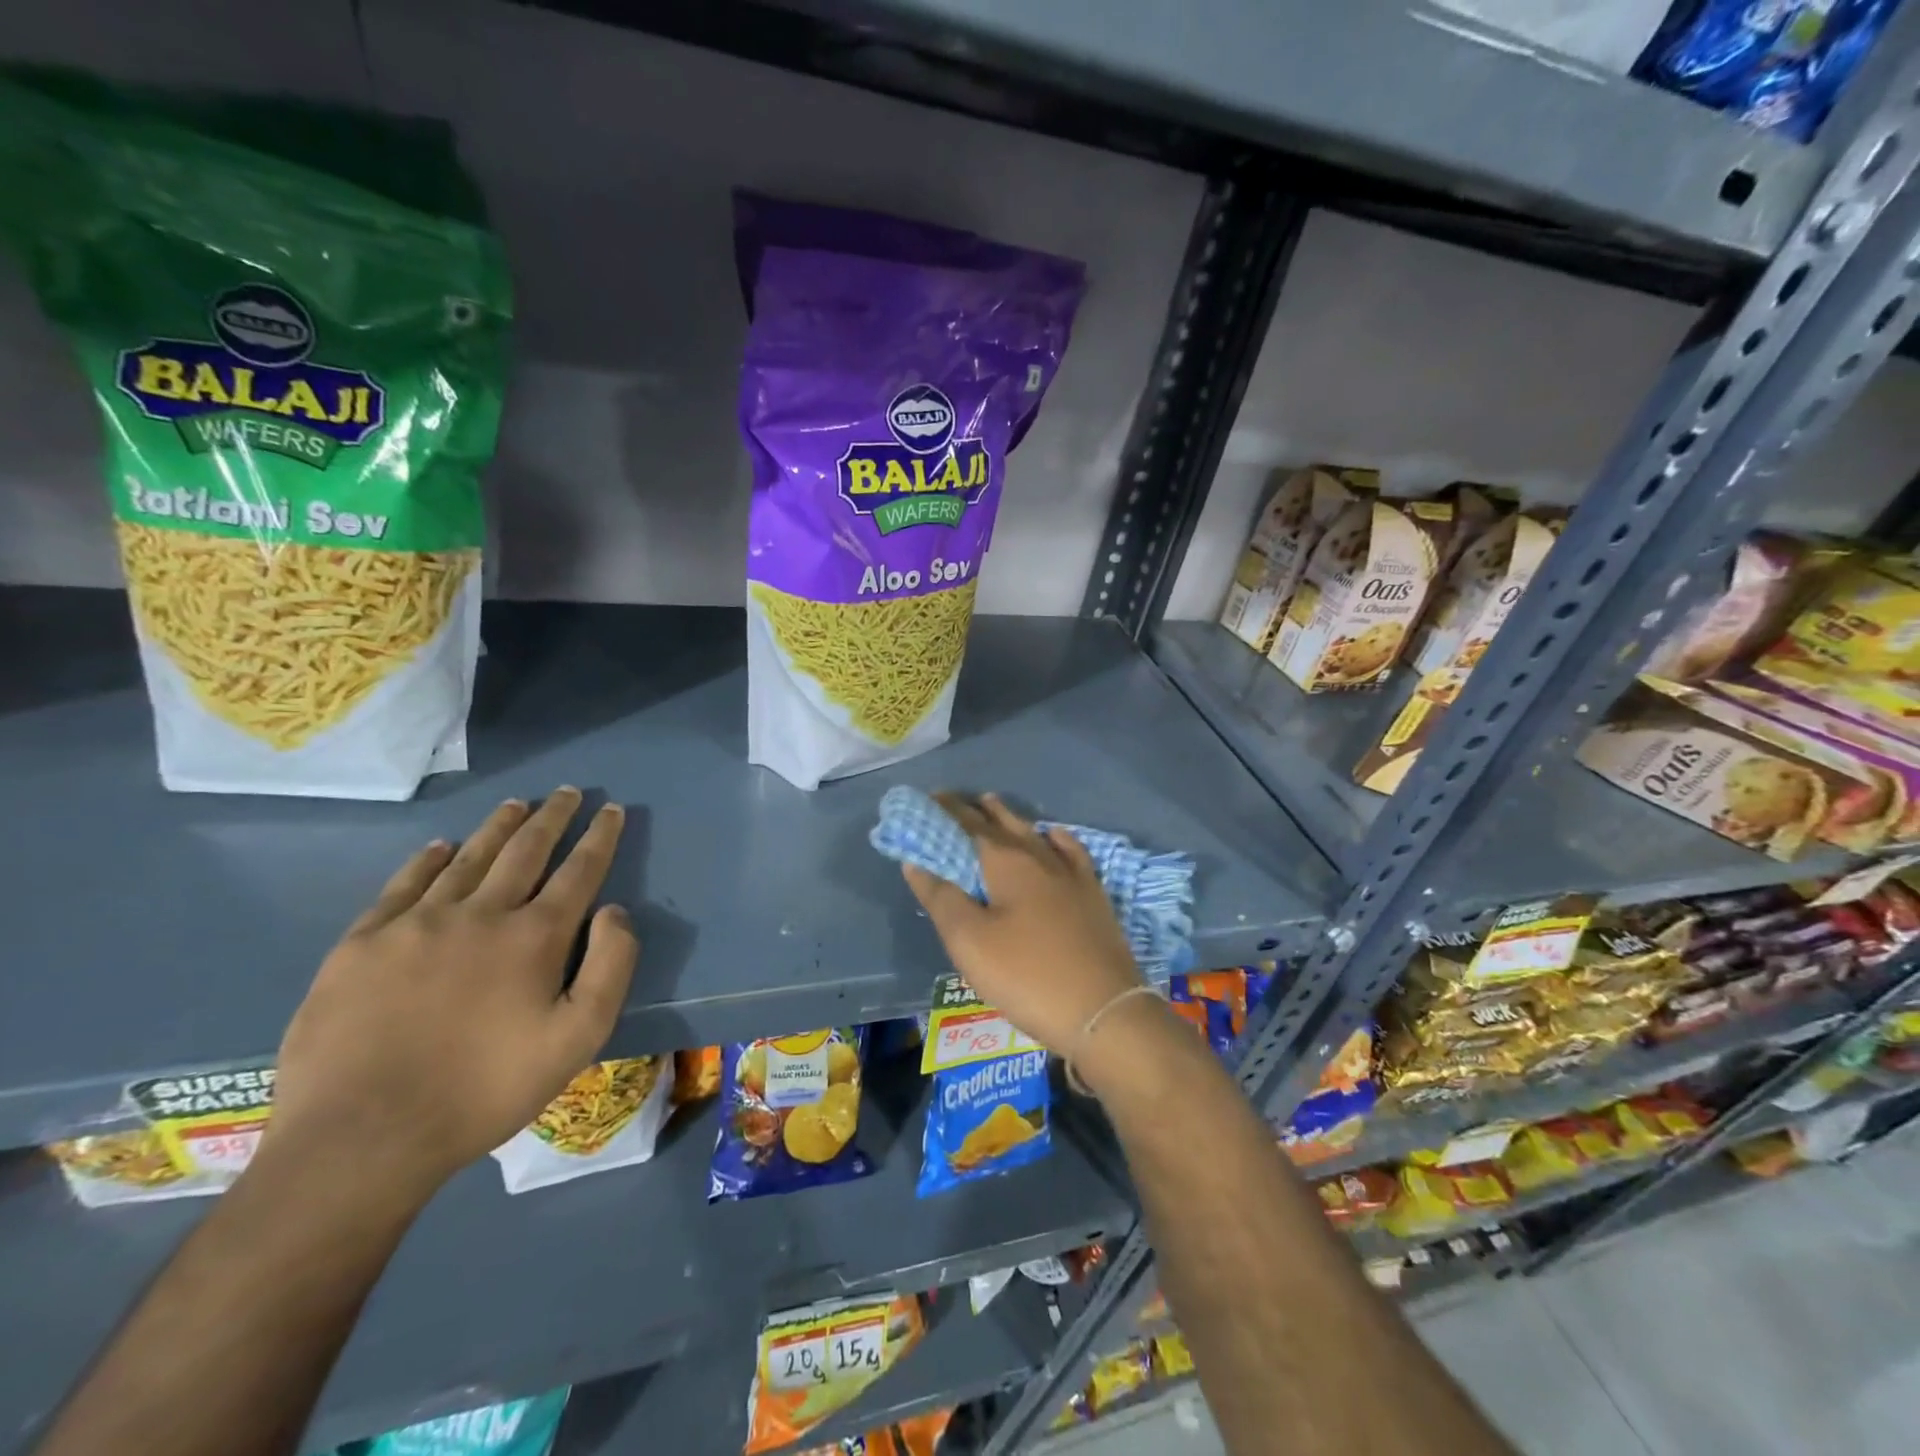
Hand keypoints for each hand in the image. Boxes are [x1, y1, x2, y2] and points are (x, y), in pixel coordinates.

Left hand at [264, 788, 638, 1202]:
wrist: (362, 1138)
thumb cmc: (486, 1089)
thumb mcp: (579, 1038)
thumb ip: (611, 966)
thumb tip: (615, 910)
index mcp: (535, 936)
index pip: (579, 871)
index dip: (599, 838)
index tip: (611, 810)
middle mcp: (480, 913)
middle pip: (525, 850)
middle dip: (553, 817)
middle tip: (568, 792)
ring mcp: (416, 924)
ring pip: (469, 858)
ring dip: (498, 827)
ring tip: (516, 804)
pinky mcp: (362, 944)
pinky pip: (404, 885)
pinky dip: (429, 860)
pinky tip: (442, 846)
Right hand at [902, 793, 1143, 1053]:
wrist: (1103, 1010)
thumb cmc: (1027, 975)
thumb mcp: (969, 942)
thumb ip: (941, 897)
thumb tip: (916, 861)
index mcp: (1006, 862)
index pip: (969, 824)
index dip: (947, 810)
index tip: (929, 798)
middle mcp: (1040, 856)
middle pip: (1003, 822)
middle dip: (977, 809)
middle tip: (956, 802)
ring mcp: (1072, 874)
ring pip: (1035, 832)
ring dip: (1010, 818)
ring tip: (993, 807)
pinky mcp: (1093, 894)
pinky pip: (1070, 850)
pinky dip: (1054, 838)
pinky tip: (1052, 836)